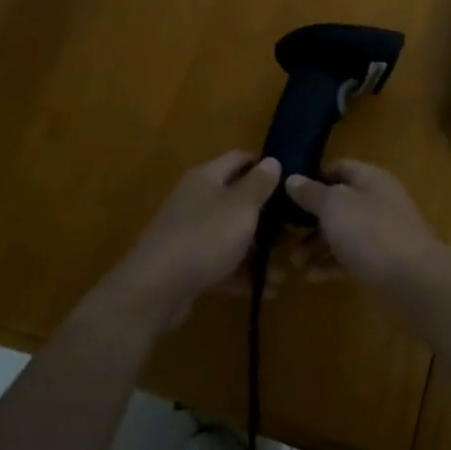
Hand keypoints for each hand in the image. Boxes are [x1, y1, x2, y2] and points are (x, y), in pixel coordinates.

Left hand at [98, 152, 280, 333]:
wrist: (156, 289)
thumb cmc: (205, 237)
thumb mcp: (241, 207)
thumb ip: (259, 184)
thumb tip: (272, 160)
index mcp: (206, 177)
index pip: (239, 159)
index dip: (264, 166)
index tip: (291, 181)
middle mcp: (196, 200)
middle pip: (236, 200)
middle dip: (266, 217)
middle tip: (295, 231)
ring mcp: (189, 233)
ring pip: (231, 235)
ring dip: (258, 251)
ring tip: (284, 270)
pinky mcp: (187, 264)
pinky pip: (221, 263)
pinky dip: (242, 274)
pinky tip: (266, 290)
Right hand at [282, 160, 450, 293]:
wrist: (415, 281)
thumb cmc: (371, 232)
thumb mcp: (334, 206)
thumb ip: (311, 193)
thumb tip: (292, 178)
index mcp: (370, 179)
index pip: (338, 168)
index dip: (312, 177)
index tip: (286, 192)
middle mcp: (376, 202)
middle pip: (337, 204)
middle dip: (308, 219)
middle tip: (283, 233)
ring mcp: (380, 233)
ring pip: (341, 233)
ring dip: (316, 246)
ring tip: (294, 262)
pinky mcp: (381, 262)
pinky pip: (349, 258)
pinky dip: (330, 265)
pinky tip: (311, 277)